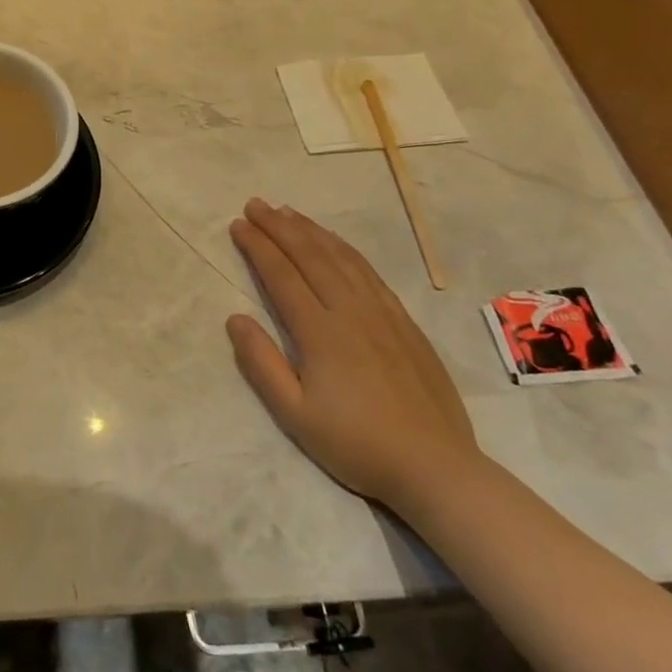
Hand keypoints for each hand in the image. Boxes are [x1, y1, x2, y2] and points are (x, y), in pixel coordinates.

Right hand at [226, 198, 481, 513]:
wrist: (436, 467)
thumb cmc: (356, 444)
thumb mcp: (294, 414)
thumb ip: (261, 364)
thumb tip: (235, 318)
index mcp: (320, 332)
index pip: (282, 276)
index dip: (258, 247)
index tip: (238, 224)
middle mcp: (351, 312)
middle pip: (310, 257)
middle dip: (280, 227)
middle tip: (256, 204)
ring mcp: (383, 315)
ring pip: (342, 258)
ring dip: (312, 231)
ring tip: (289, 212)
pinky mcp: (406, 324)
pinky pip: (371, 273)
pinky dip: (346, 250)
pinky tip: (336, 244)